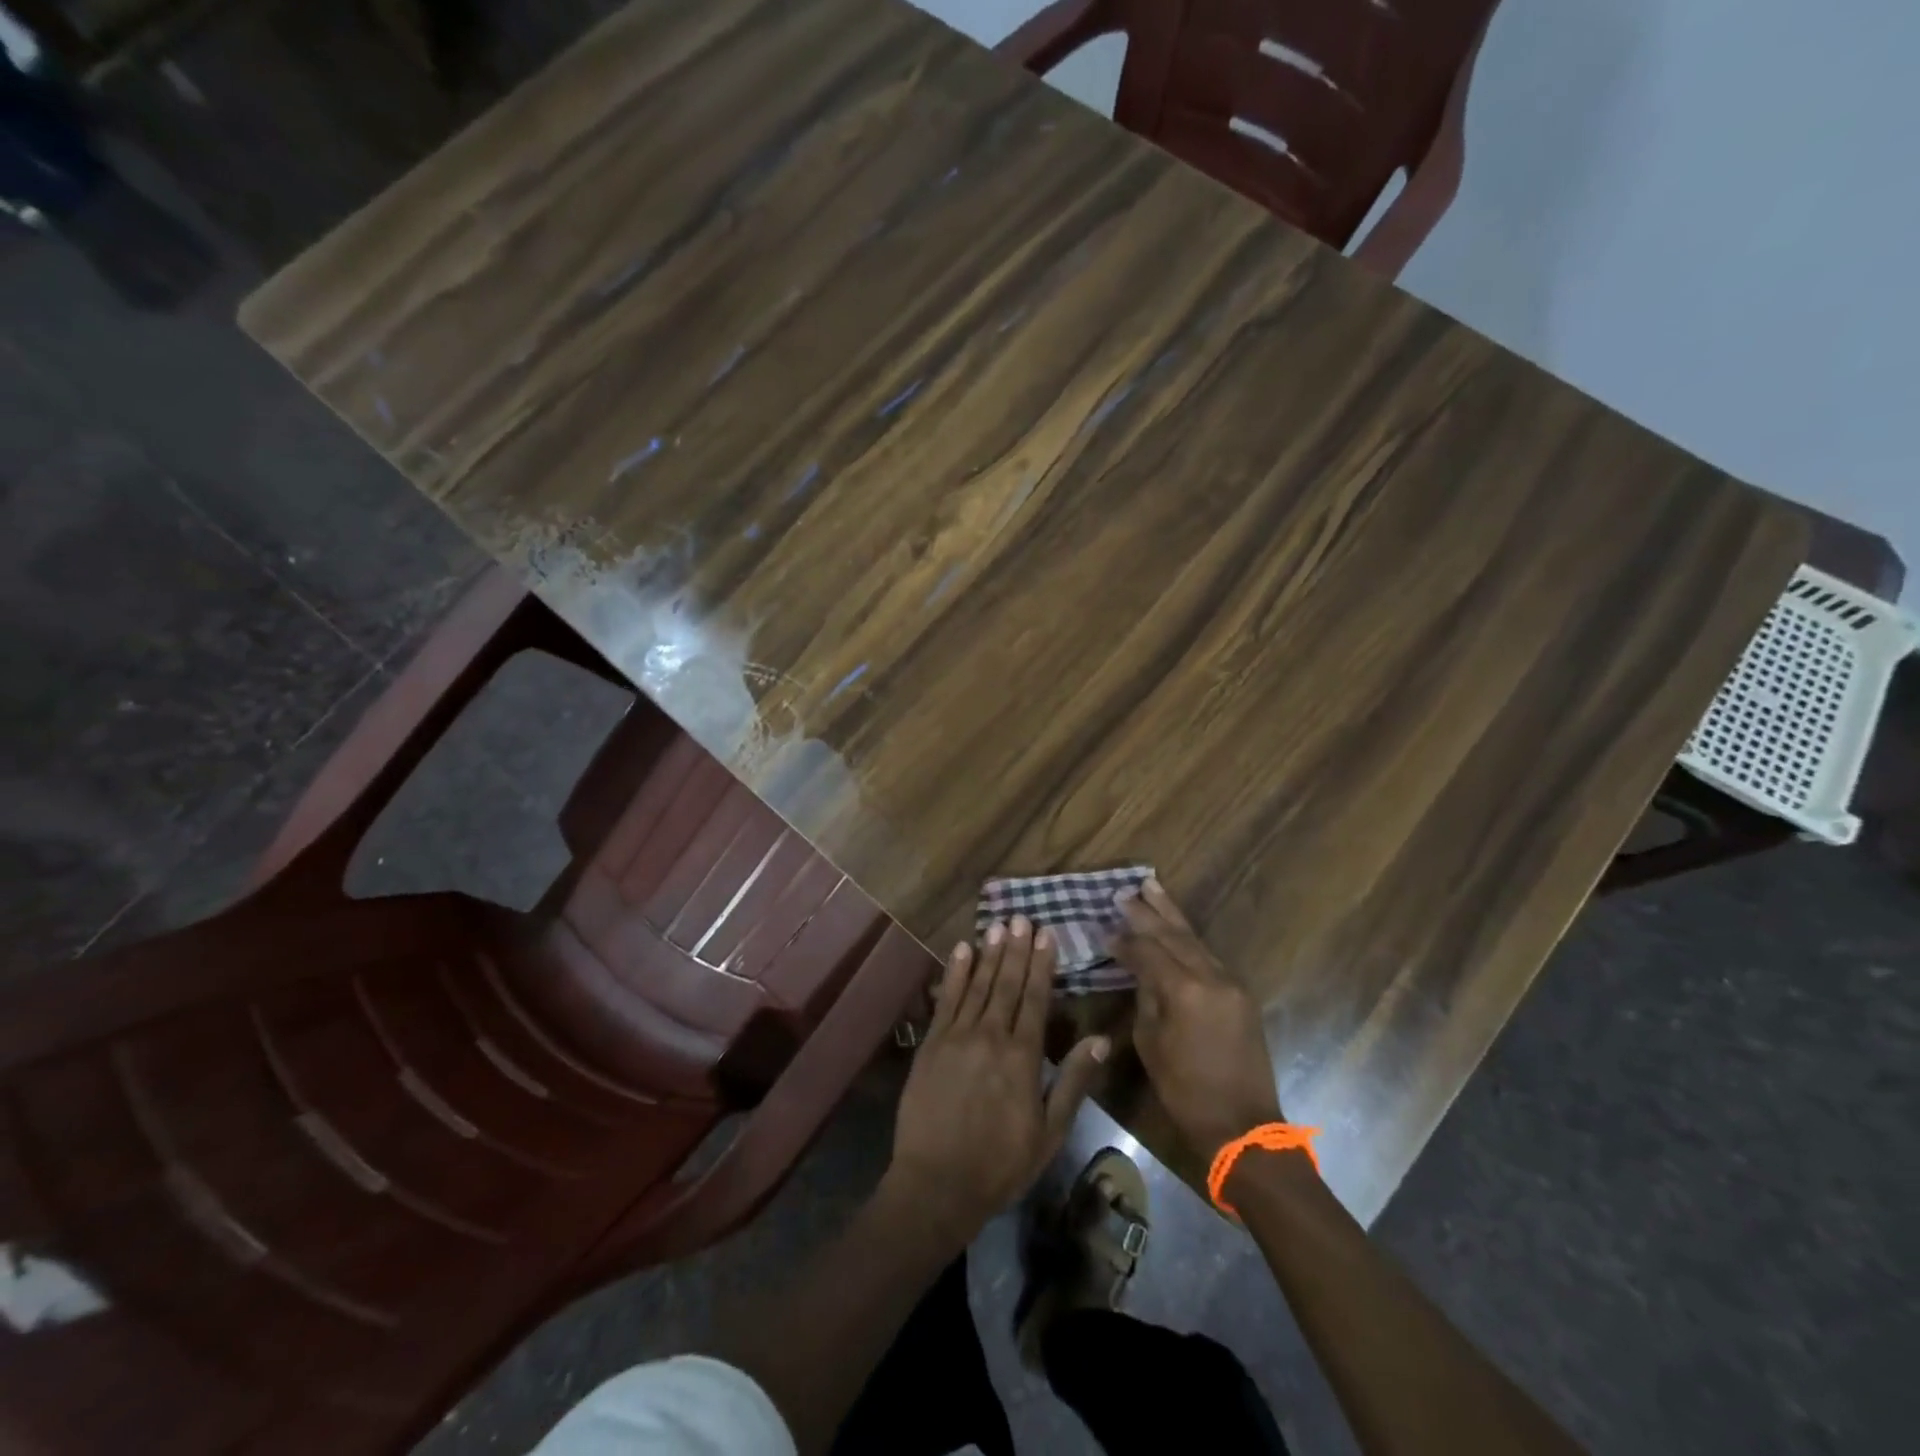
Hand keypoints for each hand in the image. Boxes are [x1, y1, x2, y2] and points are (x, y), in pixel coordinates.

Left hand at [884, 916, 1108, 1245]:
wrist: (936, 1184)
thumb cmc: (1001, 1163)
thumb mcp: (1049, 1132)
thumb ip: (1073, 1081)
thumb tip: (1101, 1039)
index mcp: (1022, 1056)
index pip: (1036, 998)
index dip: (1042, 964)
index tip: (1047, 934)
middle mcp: (990, 1036)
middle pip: (1006, 984)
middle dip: (1016, 949)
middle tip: (1022, 918)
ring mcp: (957, 1036)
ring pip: (977, 985)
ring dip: (989, 953)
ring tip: (998, 924)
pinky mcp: (931, 1043)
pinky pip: (946, 1000)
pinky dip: (954, 973)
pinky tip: (961, 950)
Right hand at [1113, 879, 1282, 1158]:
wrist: (1242, 1125)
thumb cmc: (1186, 1091)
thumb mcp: (1151, 1043)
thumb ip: (1146, 998)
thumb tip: (1141, 971)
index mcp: (1184, 990)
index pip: (1148, 951)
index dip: (1124, 940)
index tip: (1104, 931)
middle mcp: (1211, 977)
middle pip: (1174, 934)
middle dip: (1147, 912)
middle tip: (1125, 892)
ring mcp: (1231, 983)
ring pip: (1195, 939)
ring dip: (1171, 915)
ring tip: (1152, 887)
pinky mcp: (1241, 993)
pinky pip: (1208, 956)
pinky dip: (1188, 939)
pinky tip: (1175, 927)